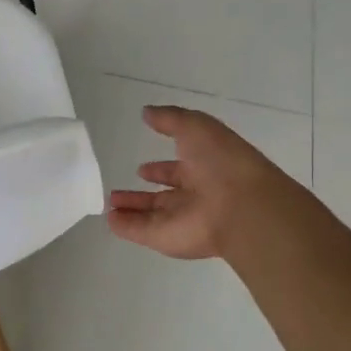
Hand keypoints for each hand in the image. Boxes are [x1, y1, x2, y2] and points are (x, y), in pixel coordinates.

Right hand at [106, 106, 276, 260]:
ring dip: (130, 209)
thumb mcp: (196, 127)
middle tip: (116, 192)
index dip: (160, 169)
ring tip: (109, 204)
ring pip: (149, 215)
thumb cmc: (221, 162)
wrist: (242, 207)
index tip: (141, 168)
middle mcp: (193, 197)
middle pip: (162, 198)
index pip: (177, 171)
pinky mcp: (165, 238)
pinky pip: (139, 232)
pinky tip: (108, 219)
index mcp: (203, 170)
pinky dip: (124, 226)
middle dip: (141, 195)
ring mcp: (179, 220)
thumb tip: (146, 112)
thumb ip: (170, 119)